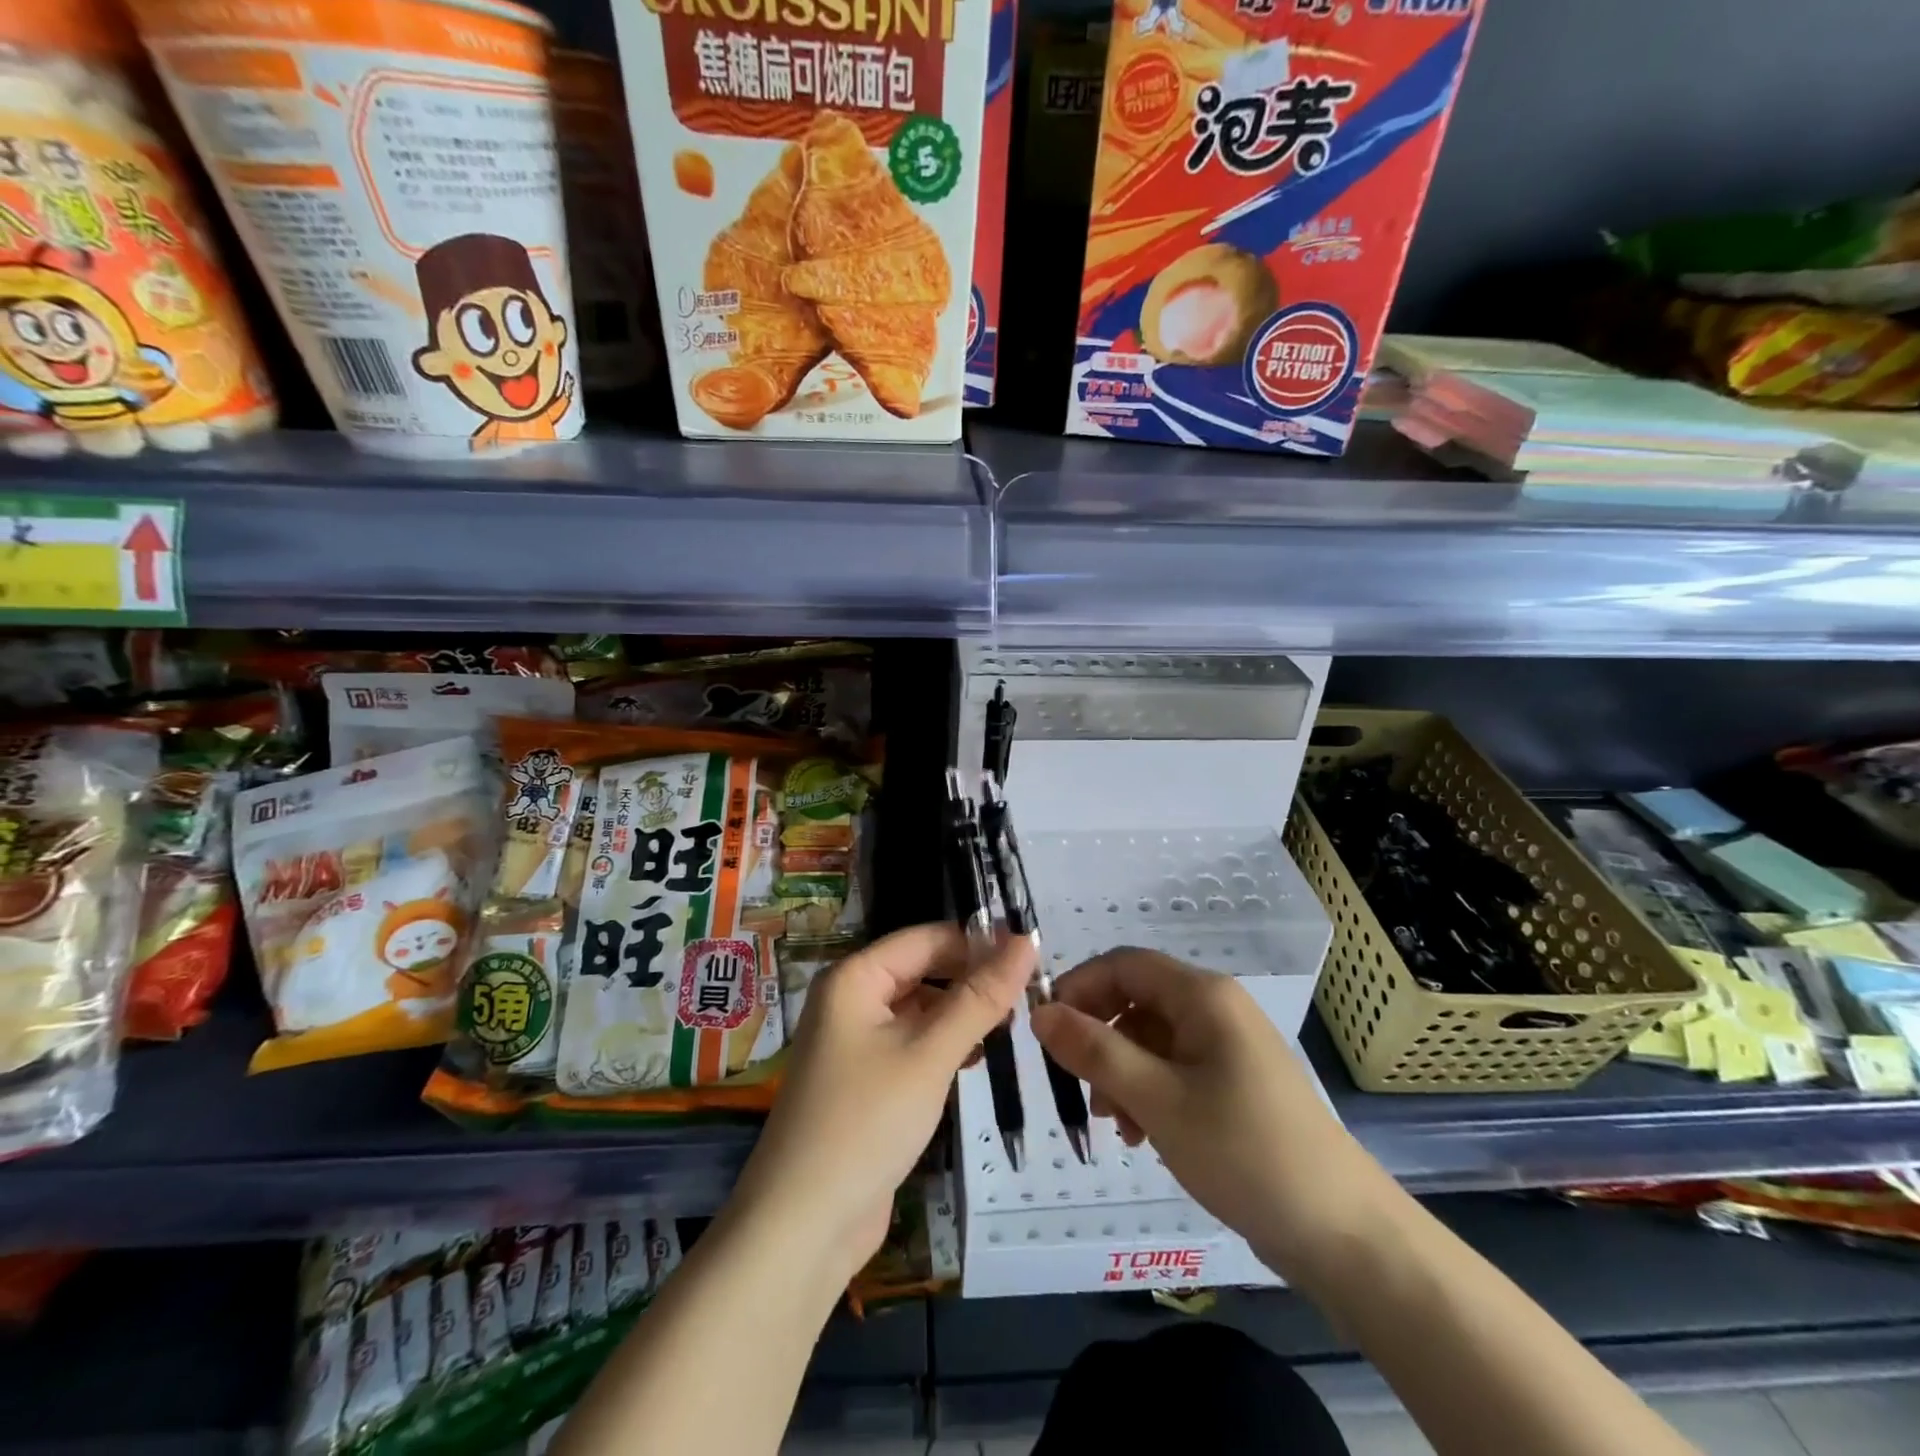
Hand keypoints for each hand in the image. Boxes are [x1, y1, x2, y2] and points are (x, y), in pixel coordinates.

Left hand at [729, 923, 1033, 1290]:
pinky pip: (911, 1043)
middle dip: (971, 980)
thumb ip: (980, 997)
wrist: (802, 1226)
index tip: (1032, 957)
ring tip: (1012, 1025)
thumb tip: (1026, 940)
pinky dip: (943, 1044)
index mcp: (855, 978)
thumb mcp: (930, 1055)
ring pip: (920, 1009)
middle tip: (1029, 996)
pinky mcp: (865, 1080)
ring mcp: (855, 1042)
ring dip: (961, 1014)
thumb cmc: (866, 1123)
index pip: (927, 939)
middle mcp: (851, 1000)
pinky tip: (975, 1058)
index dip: (979, 943)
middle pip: (922, 970)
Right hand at [1031, 948, 1389, 1282]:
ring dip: (1121, 1072)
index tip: (1046, 1029)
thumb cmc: (1244, 1151)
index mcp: (1203, 995)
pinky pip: (1175, 1069)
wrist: (1342, 1232)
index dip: (1079, 987)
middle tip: (1078, 1086)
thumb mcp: (1157, 1099)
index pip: (1123, 964)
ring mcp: (1228, 1046)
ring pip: (1152, 1039)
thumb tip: (1041, 1012)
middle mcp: (1216, 1008)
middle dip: (1100, 1038)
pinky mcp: (1235, 1083)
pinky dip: (1148, 1092)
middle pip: (1137, 1001)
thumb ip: (1095, 1051)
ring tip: (1113, 1124)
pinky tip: (1141, 1135)